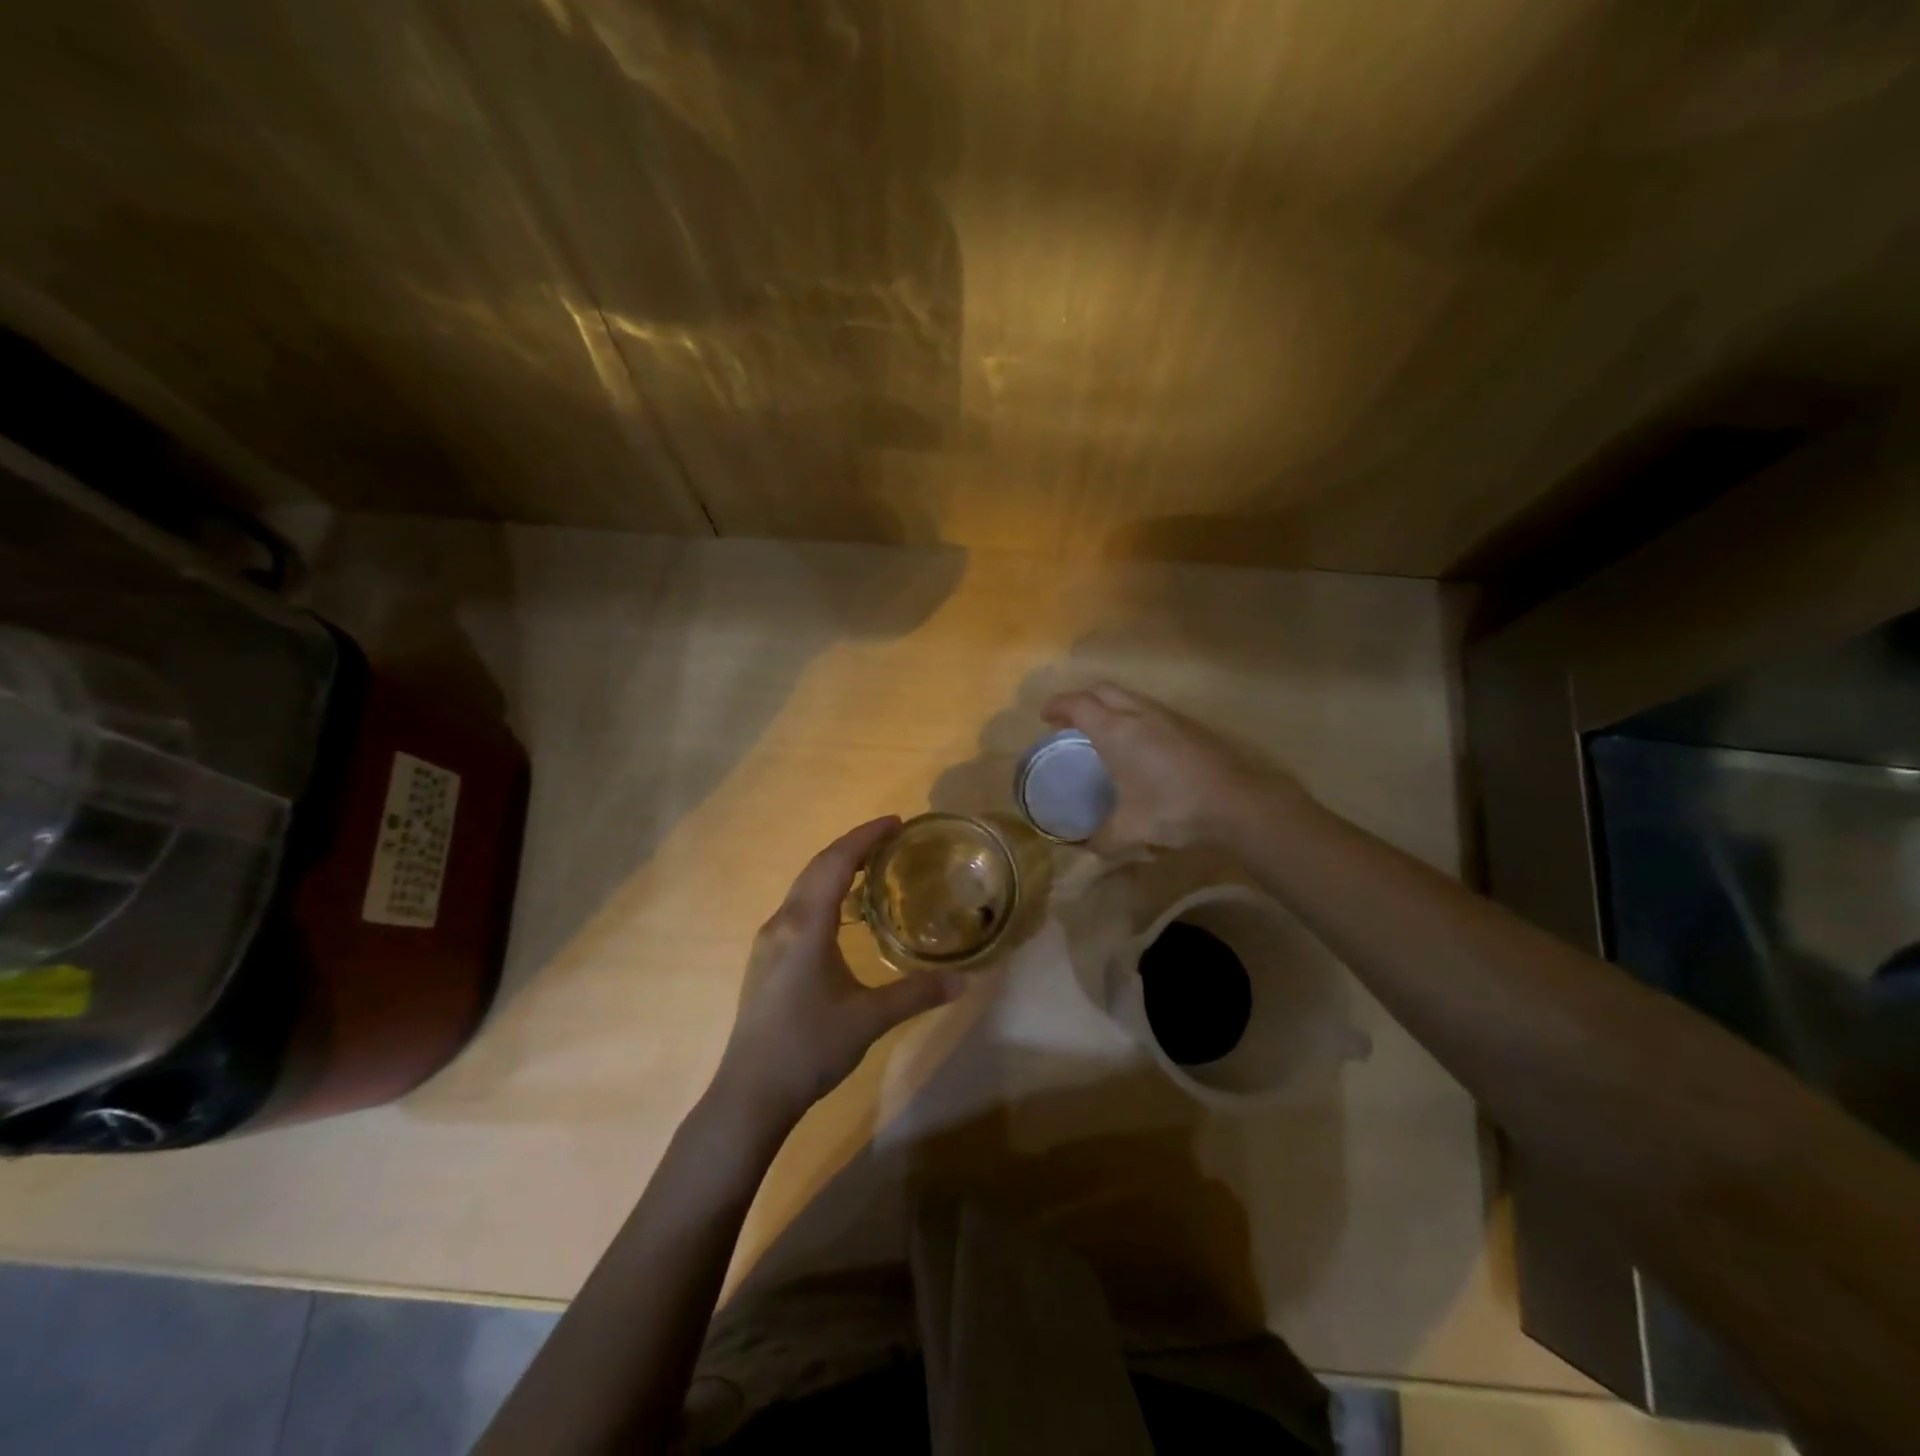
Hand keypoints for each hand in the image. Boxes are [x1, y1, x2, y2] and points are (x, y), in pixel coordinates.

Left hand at [712, 817, 966, 1128]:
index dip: (865, 837)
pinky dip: (823, 891)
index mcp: (806, 925)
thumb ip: (917, 994)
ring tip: (871, 867)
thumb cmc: (810, 1047)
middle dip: (853, 846)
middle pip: (817, 867)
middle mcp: (783, 922)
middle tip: (890, 838)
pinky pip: (797, 906)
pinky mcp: (765, 959)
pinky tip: (841, 912)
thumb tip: (964, 981)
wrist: (750, 1092)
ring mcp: (769, 940)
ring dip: (836, 868)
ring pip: (804, 886)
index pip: (837, 863)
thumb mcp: (869, 1019)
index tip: (896, 822)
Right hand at [1042, 682, 1302, 854]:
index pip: (1078, 704)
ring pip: (1129, 697)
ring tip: (1101, 731)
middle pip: (1102, 690)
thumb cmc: (1174, 808)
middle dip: (1081, 700)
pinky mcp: (1188, 725)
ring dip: (1109, 706)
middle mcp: (1139, 714)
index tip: (1045, 717)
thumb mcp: (1131, 830)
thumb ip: (1102, 838)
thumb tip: (1084, 847)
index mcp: (1116, 731)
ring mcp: (1167, 716)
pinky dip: (1132, 715)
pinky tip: (1138, 744)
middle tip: (1069, 721)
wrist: (1237, 802)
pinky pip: (1149, 709)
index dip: (1058, 706)